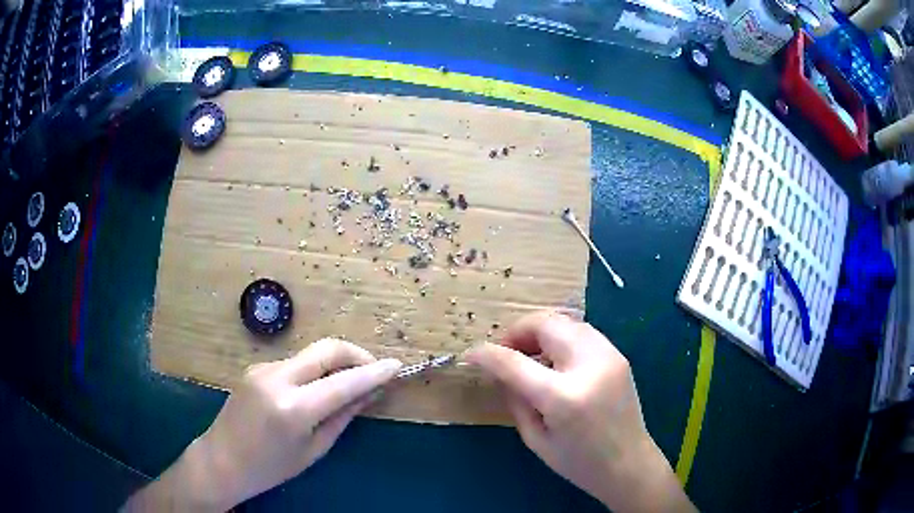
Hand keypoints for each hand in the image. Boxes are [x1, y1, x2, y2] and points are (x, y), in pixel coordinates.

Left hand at [126, 339, 401, 511]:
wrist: (222, 460)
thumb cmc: (271, 467)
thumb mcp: (314, 449)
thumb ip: (342, 417)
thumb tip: (369, 392)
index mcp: (293, 408)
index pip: (344, 382)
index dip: (374, 372)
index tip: (397, 366)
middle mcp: (277, 379)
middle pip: (326, 349)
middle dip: (356, 353)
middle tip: (374, 368)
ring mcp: (263, 368)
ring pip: (311, 354)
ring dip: (335, 363)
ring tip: (347, 384)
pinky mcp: (256, 367)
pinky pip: (295, 364)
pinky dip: (314, 371)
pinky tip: (316, 390)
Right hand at [465, 312, 694, 512]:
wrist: (629, 464)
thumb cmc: (579, 463)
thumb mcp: (535, 439)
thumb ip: (515, 399)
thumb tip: (499, 370)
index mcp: (564, 397)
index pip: (515, 363)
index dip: (487, 354)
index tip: (471, 354)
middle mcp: (590, 366)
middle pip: (545, 324)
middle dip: (517, 331)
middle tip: (505, 351)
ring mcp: (609, 356)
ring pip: (565, 321)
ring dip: (539, 331)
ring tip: (529, 355)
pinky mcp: (618, 354)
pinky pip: (581, 331)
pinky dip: (560, 336)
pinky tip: (554, 359)